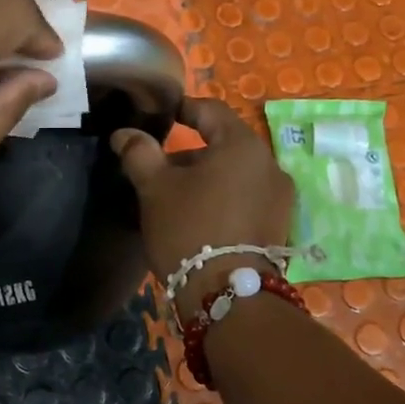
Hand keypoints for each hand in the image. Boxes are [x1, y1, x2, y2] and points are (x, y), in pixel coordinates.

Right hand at [110, 97, 294, 317]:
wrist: (228, 295)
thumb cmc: (189, 229)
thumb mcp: (155, 188)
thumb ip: (139, 153)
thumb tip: (124, 133)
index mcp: (242, 145)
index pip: (211, 110)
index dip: (183, 108)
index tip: (161, 116)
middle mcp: (270, 164)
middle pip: (224, 144)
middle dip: (189, 153)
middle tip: (158, 168)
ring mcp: (280, 197)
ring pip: (235, 174)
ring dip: (206, 177)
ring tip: (175, 198)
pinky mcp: (279, 226)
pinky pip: (246, 198)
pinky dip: (223, 198)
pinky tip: (199, 218)